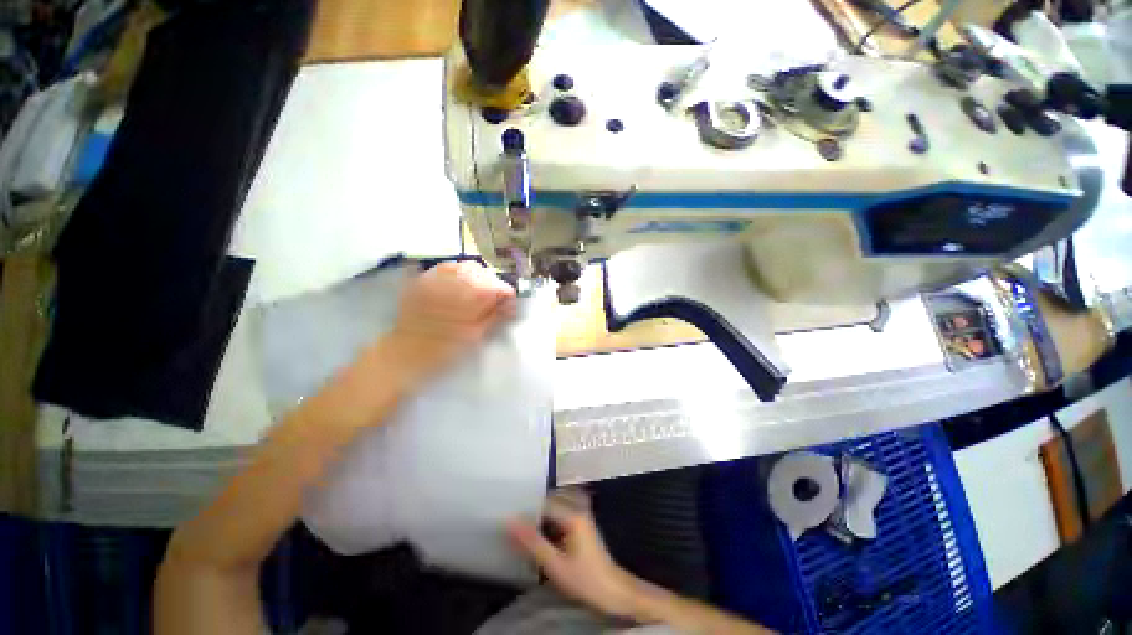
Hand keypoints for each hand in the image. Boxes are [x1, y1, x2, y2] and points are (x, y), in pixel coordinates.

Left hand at [390, 261, 516, 382]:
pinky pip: (445, 267)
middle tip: (495, 297)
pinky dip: (458, 271)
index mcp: (468, 301)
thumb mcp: (474, 336)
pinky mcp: (422, 280)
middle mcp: (452, 284)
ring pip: (464, 267)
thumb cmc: (443, 350)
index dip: (506, 292)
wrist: (405, 353)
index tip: (510, 301)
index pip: (496, 286)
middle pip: (481, 272)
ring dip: (476, 275)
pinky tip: (460, 281)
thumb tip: (511, 305)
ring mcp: (435, 280)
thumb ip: (494, 316)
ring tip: (478, 289)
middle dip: (492, 282)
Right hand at [507, 490, 642, 618]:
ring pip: (555, 506)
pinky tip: (539, 532)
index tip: (508, 514)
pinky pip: (561, 514)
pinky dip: (549, 520)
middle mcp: (578, 508)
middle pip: (550, 501)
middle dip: (533, 509)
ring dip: (540, 514)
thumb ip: (532, 542)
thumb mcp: (555, 564)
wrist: (613, 592)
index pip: (544, 503)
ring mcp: (581, 515)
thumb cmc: (584, 579)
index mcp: (572, 514)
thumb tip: (510, 522)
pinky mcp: (581, 524)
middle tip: (513, 520)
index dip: (526, 508)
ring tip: (522, 526)